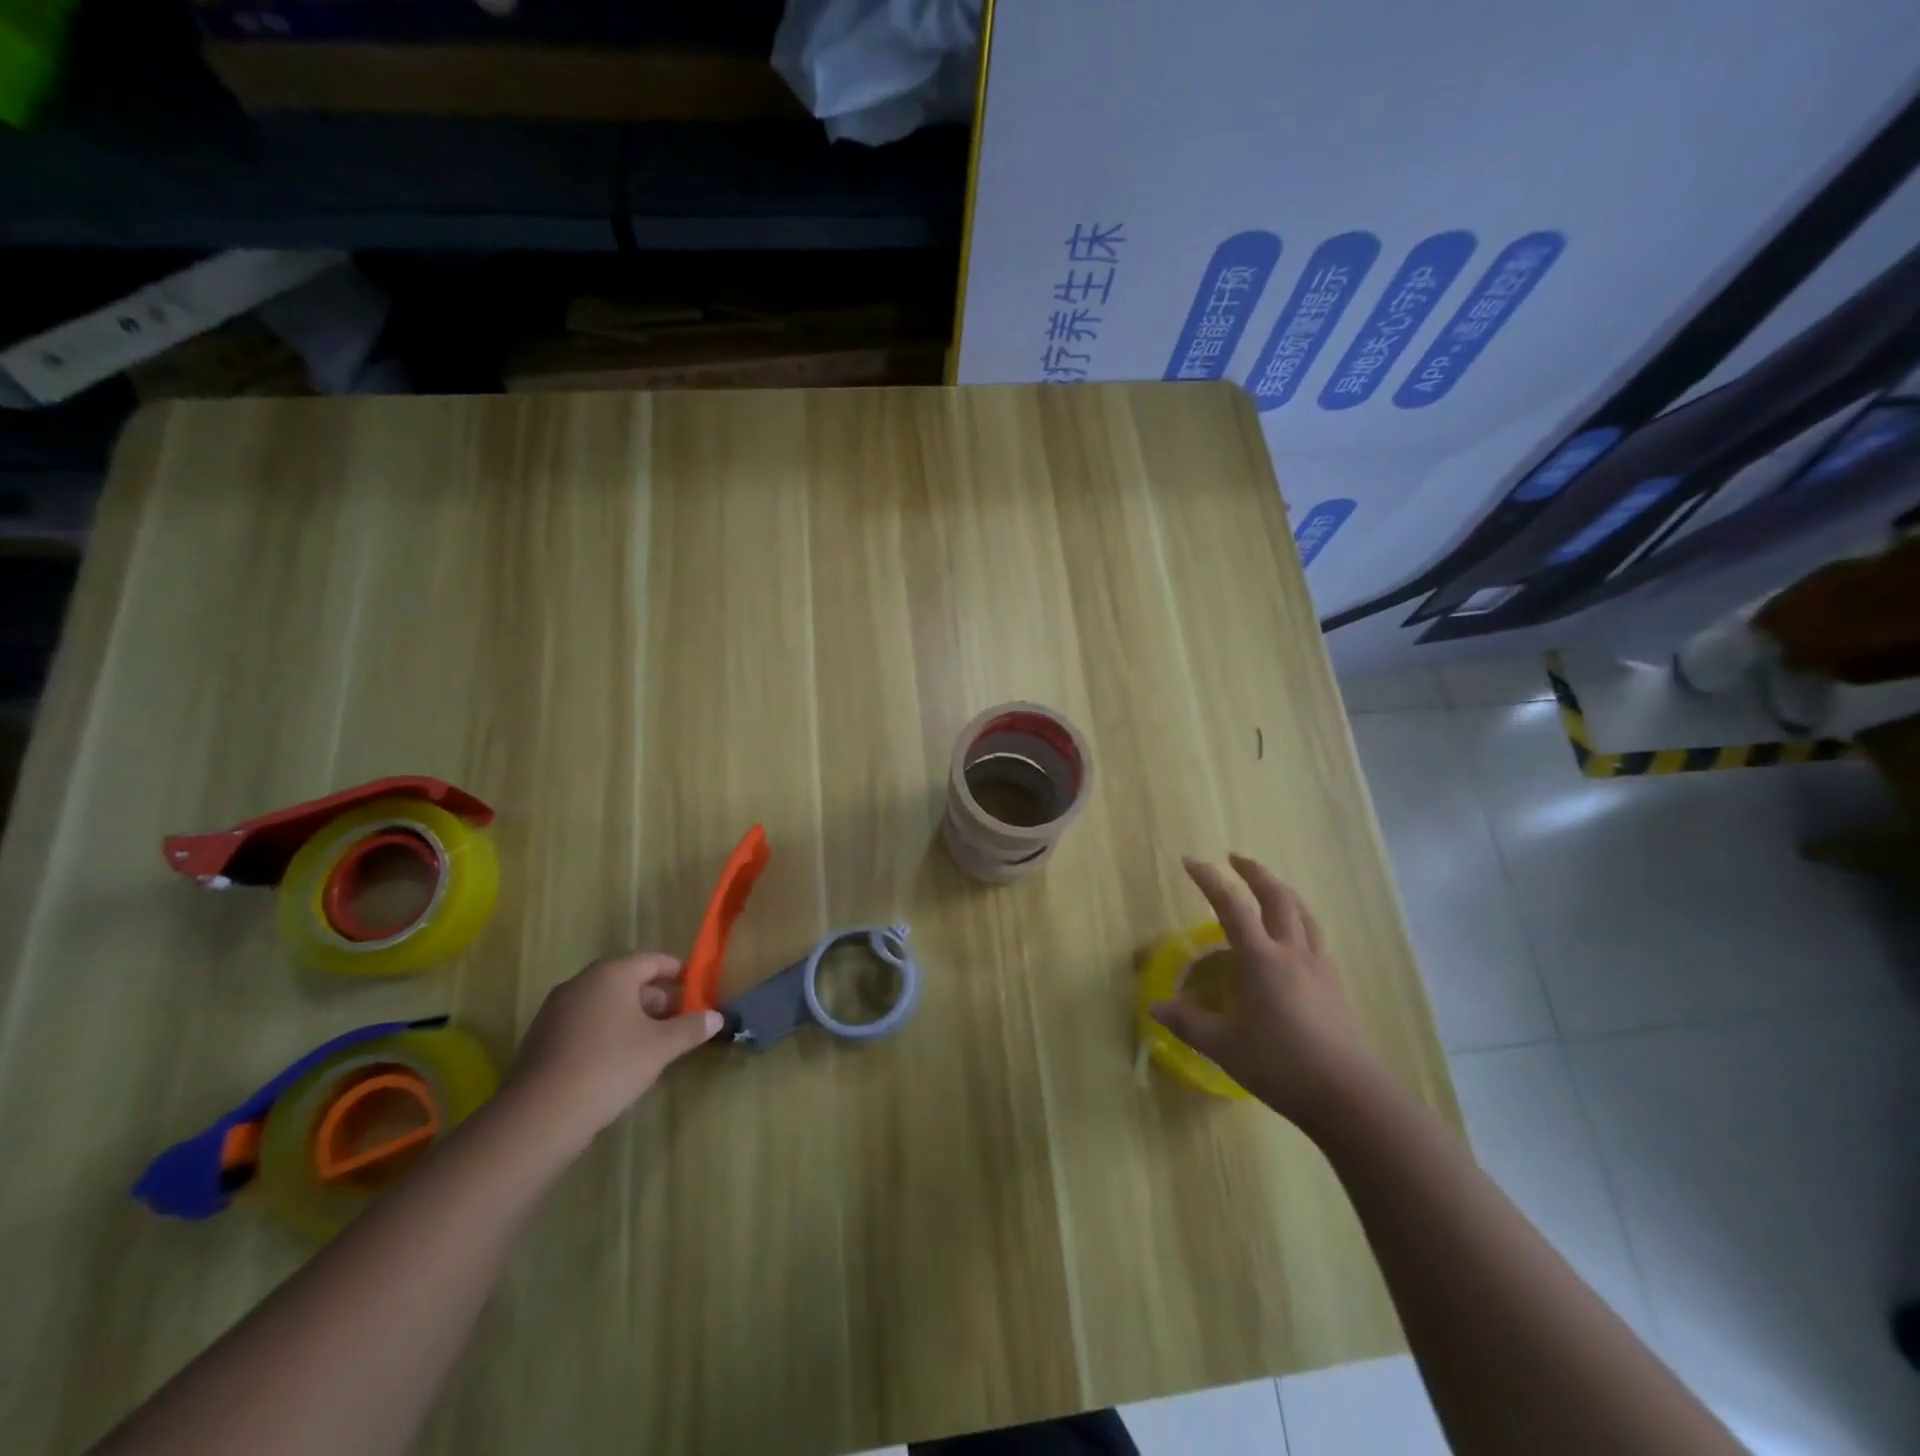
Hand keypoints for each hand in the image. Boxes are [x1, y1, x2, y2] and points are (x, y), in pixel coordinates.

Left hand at [505, 952, 720, 1147]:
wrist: (539, 1116)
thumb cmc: (610, 1066)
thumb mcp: (660, 1047)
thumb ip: (690, 1028)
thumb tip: (716, 1017)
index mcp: (611, 974)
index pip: (650, 960)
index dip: (675, 970)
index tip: (693, 983)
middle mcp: (580, 983)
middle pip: (626, 980)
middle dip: (655, 998)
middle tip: (678, 1019)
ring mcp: (556, 1011)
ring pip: (604, 1003)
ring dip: (631, 1016)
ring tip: (652, 1043)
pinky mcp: (541, 1039)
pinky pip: (584, 1023)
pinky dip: (606, 1031)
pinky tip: (618, 1061)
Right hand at [1152, 854, 1381, 1132]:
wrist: (1349, 1096)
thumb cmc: (1280, 1065)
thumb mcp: (1224, 1045)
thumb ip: (1188, 1022)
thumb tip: (1155, 1007)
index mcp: (1261, 959)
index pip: (1231, 906)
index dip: (1209, 880)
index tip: (1190, 861)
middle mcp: (1292, 952)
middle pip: (1277, 897)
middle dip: (1254, 872)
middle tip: (1235, 859)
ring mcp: (1319, 967)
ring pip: (1303, 913)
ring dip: (1282, 891)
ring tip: (1268, 887)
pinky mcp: (1336, 984)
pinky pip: (1315, 936)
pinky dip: (1299, 920)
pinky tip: (1294, 937)